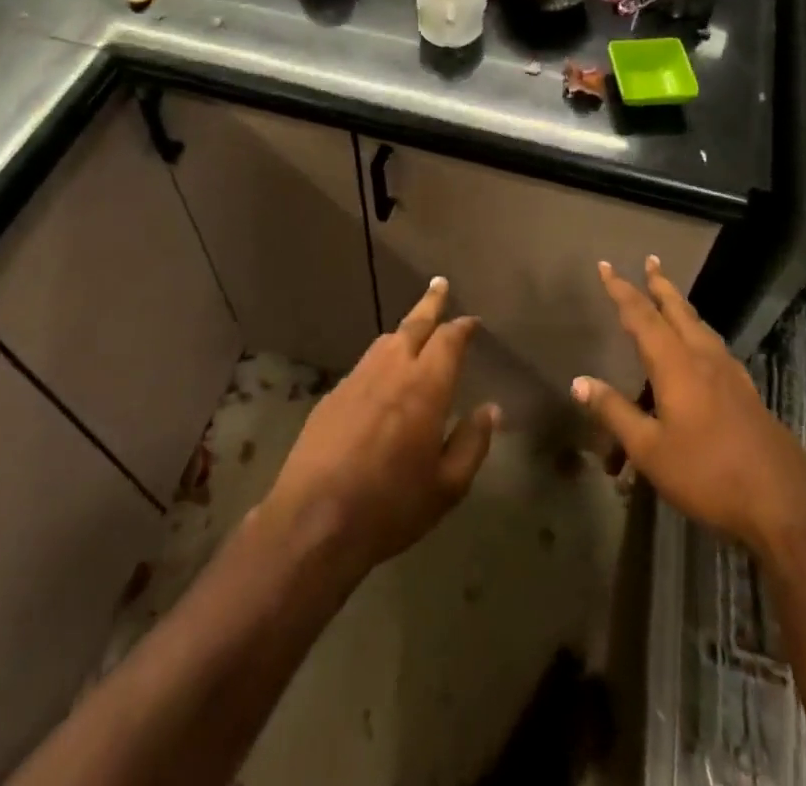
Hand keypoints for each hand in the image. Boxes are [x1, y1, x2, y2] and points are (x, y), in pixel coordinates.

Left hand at [261, 278, 499, 579]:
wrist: (314, 520)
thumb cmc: (391, 506)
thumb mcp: (447, 486)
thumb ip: (473, 442)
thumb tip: (490, 410)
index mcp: (425, 386)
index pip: (449, 340)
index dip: (462, 327)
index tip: (472, 321)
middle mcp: (391, 369)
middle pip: (414, 324)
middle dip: (430, 303)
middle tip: (439, 284)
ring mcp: (356, 378)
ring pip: (385, 341)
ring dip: (404, 330)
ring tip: (415, 329)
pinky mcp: (332, 395)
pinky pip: (364, 365)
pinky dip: (381, 360)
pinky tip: (381, 377)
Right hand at [572, 258, 805, 554]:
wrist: (784, 502)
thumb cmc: (708, 473)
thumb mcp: (650, 449)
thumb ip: (615, 412)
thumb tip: (578, 381)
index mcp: (676, 364)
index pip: (641, 315)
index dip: (621, 290)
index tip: (605, 265)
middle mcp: (703, 358)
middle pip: (678, 310)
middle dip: (660, 284)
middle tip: (650, 260)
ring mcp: (729, 375)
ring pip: (699, 326)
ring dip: (680, 306)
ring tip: (670, 297)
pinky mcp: (745, 393)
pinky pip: (713, 347)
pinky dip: (698, 332)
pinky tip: (701, 349)